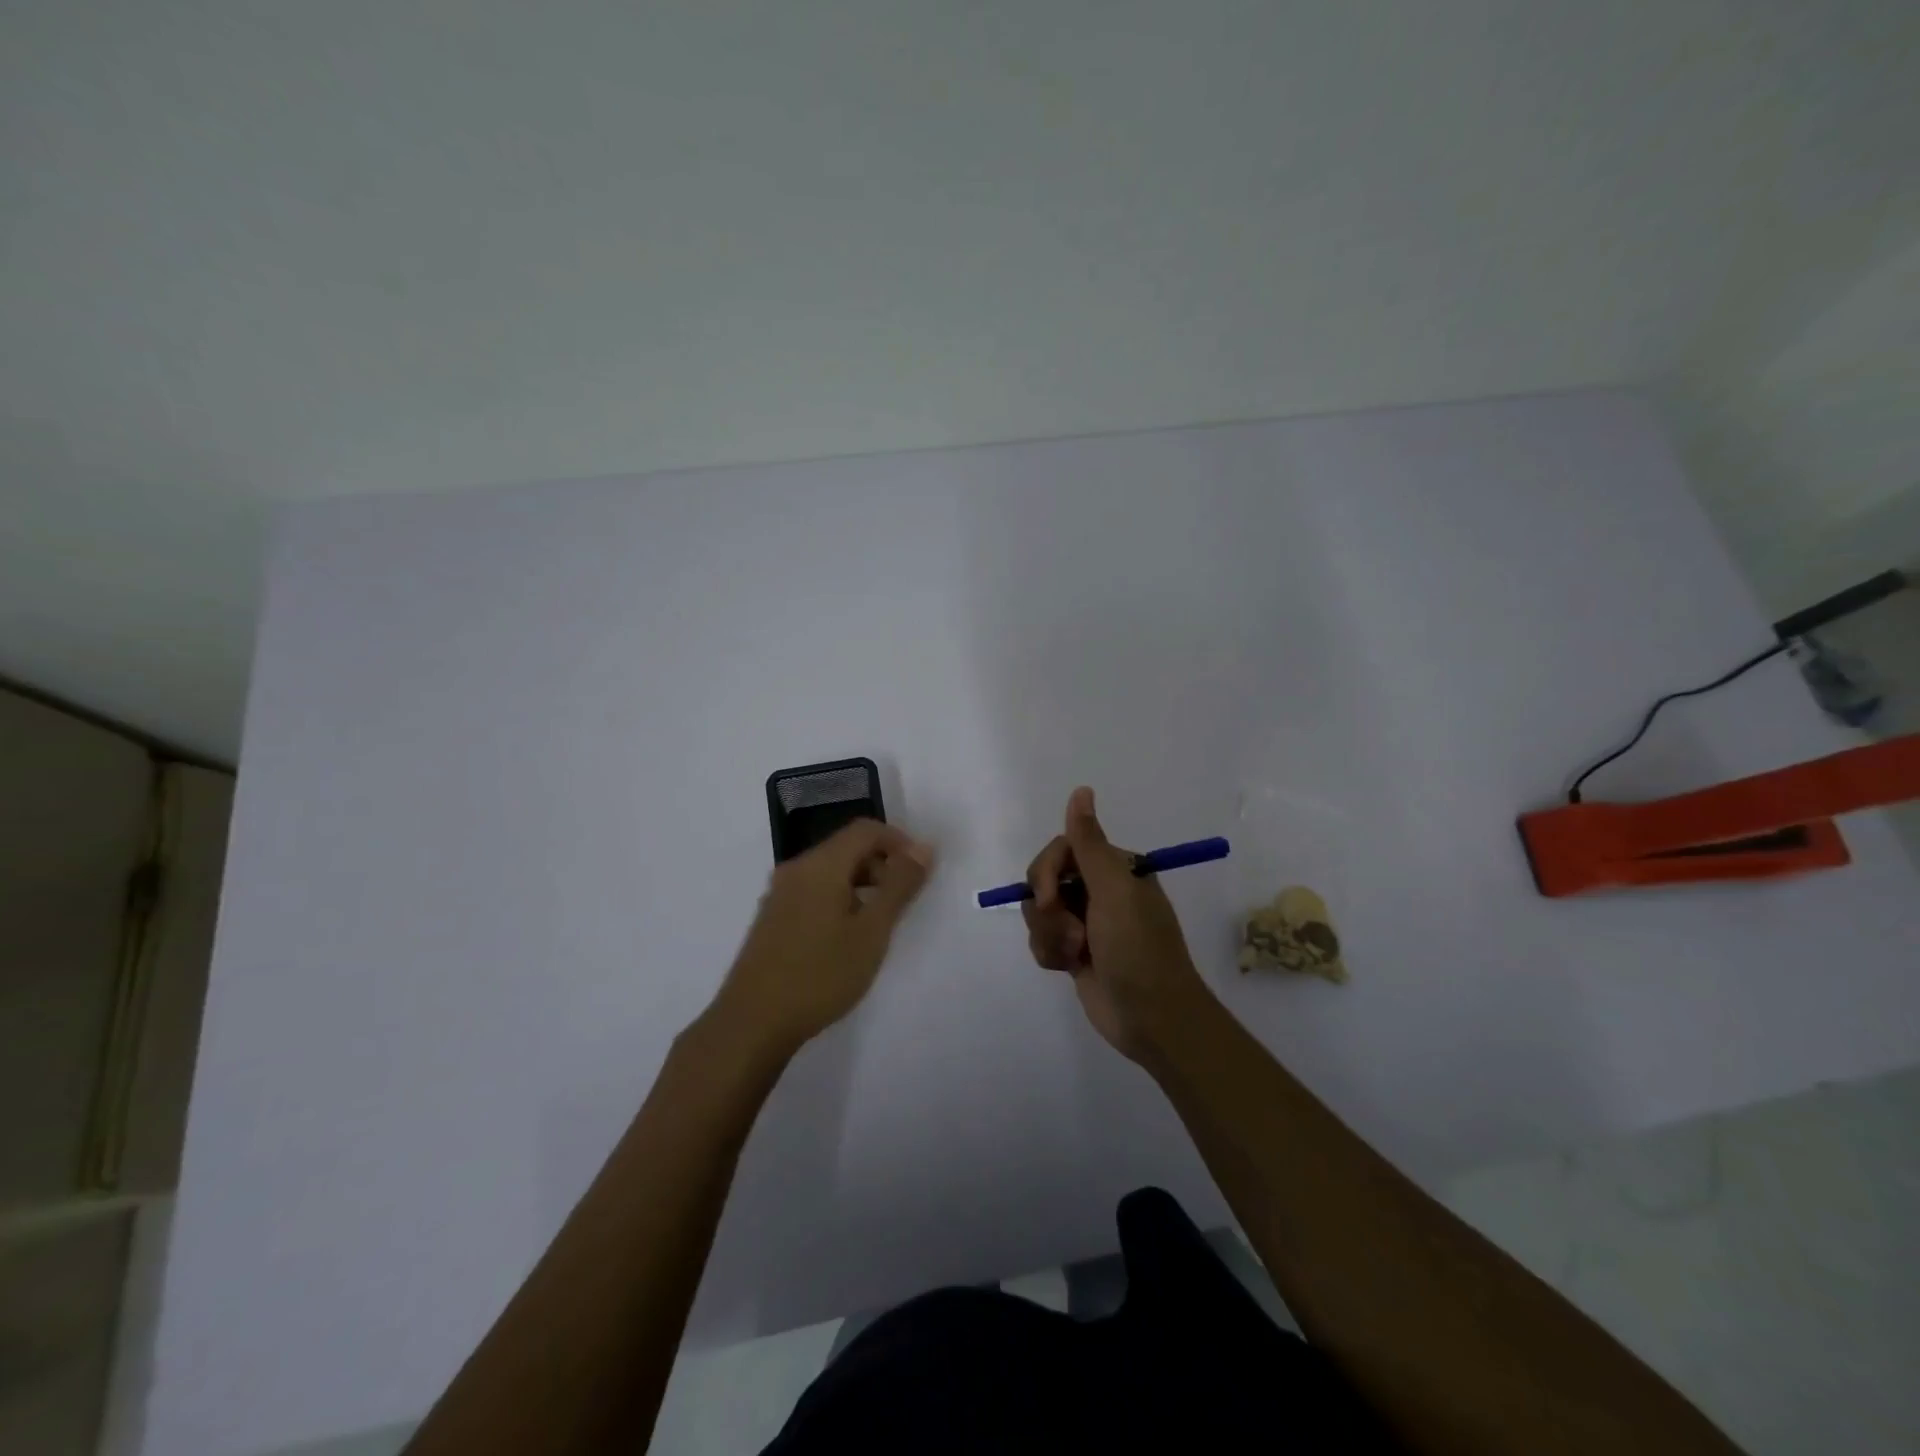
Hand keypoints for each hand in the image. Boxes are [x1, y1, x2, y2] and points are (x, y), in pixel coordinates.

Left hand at [710, 819, 934, 1059]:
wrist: (752, 1023)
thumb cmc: (820, 974)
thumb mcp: (872, 932)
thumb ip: (900, 886)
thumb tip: (924, 848)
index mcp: (820, 865)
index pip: (865, 829)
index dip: (899, 841)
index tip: (921, 871)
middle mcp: (796, 869)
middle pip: (846, 847)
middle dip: (881, 864)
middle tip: (904, 901)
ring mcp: (779, 894)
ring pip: (830, 871)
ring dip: (861, 883)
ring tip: (879, 923)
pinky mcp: (772, 917)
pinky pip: (814, 891)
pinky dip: (839, 899)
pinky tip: (847, 937)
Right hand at [1023, 787, 1214, 1062]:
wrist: (1151, 1019)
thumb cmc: (1138, 949)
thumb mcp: (1114, 890)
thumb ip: (1089, 842)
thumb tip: (1081, 790)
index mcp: (1115, 868)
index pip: (1061, 849)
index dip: (1047, 872)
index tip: (1050, 897)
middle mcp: (1099, 890)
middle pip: (1044, 880)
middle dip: (1050, 910)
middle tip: (1073, 934)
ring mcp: (1086, 922)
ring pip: (1039, 912)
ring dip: (1051, 936)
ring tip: (1076, 956)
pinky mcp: (1075, 951)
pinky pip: (1041, 939)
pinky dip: (1050, 954)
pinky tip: (1069, 968)